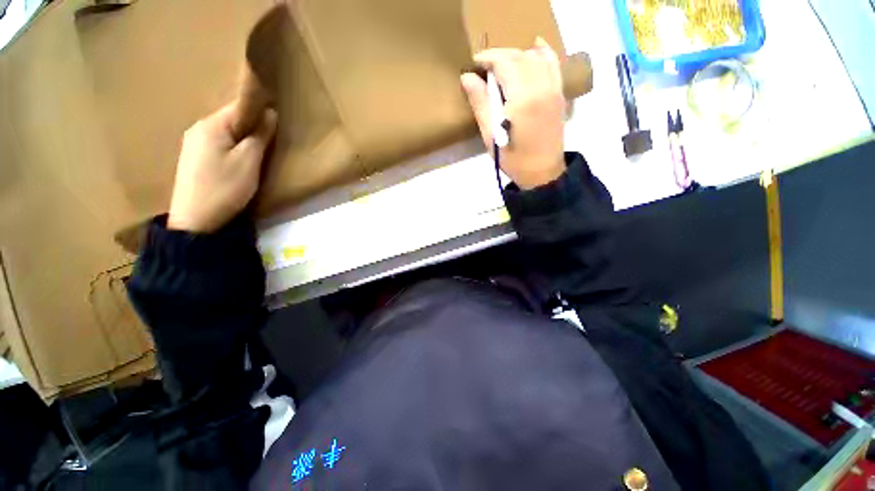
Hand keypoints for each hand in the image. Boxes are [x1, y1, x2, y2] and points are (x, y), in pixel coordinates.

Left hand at [168, 101, 277, 232]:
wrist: (196, 220)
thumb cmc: (225, 187)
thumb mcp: (249, 161)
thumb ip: (260, 136)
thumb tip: (270, 112)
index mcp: (210, 125)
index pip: (239, 107)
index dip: (259, 111)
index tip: (277, 121)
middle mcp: (198, 129)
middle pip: (231, 120)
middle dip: (252, 127)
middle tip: (271, 141)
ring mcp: (192, 144)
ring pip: (225, 133)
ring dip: (242, 138)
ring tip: (258, 152)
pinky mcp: (193, 159)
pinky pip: (217, 144)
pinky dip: (232, 147)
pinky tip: (239, 160)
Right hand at [461, 38, 566, 189]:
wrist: (542, 172)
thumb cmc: (512, 158)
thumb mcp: (490, 135)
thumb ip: (480, 103)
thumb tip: (467, 77)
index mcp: (522, 97)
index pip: (504, 62)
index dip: (487, 58)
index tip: (474, 63)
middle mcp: (541, 86)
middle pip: (519, 56)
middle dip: (499, 55)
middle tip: (484, 67)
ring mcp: (553, 88)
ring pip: (535, 57)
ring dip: (517, 55)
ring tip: (502, 66)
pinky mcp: (559, 93)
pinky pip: (553, 63)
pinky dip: (543, 52)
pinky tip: (535, 47)